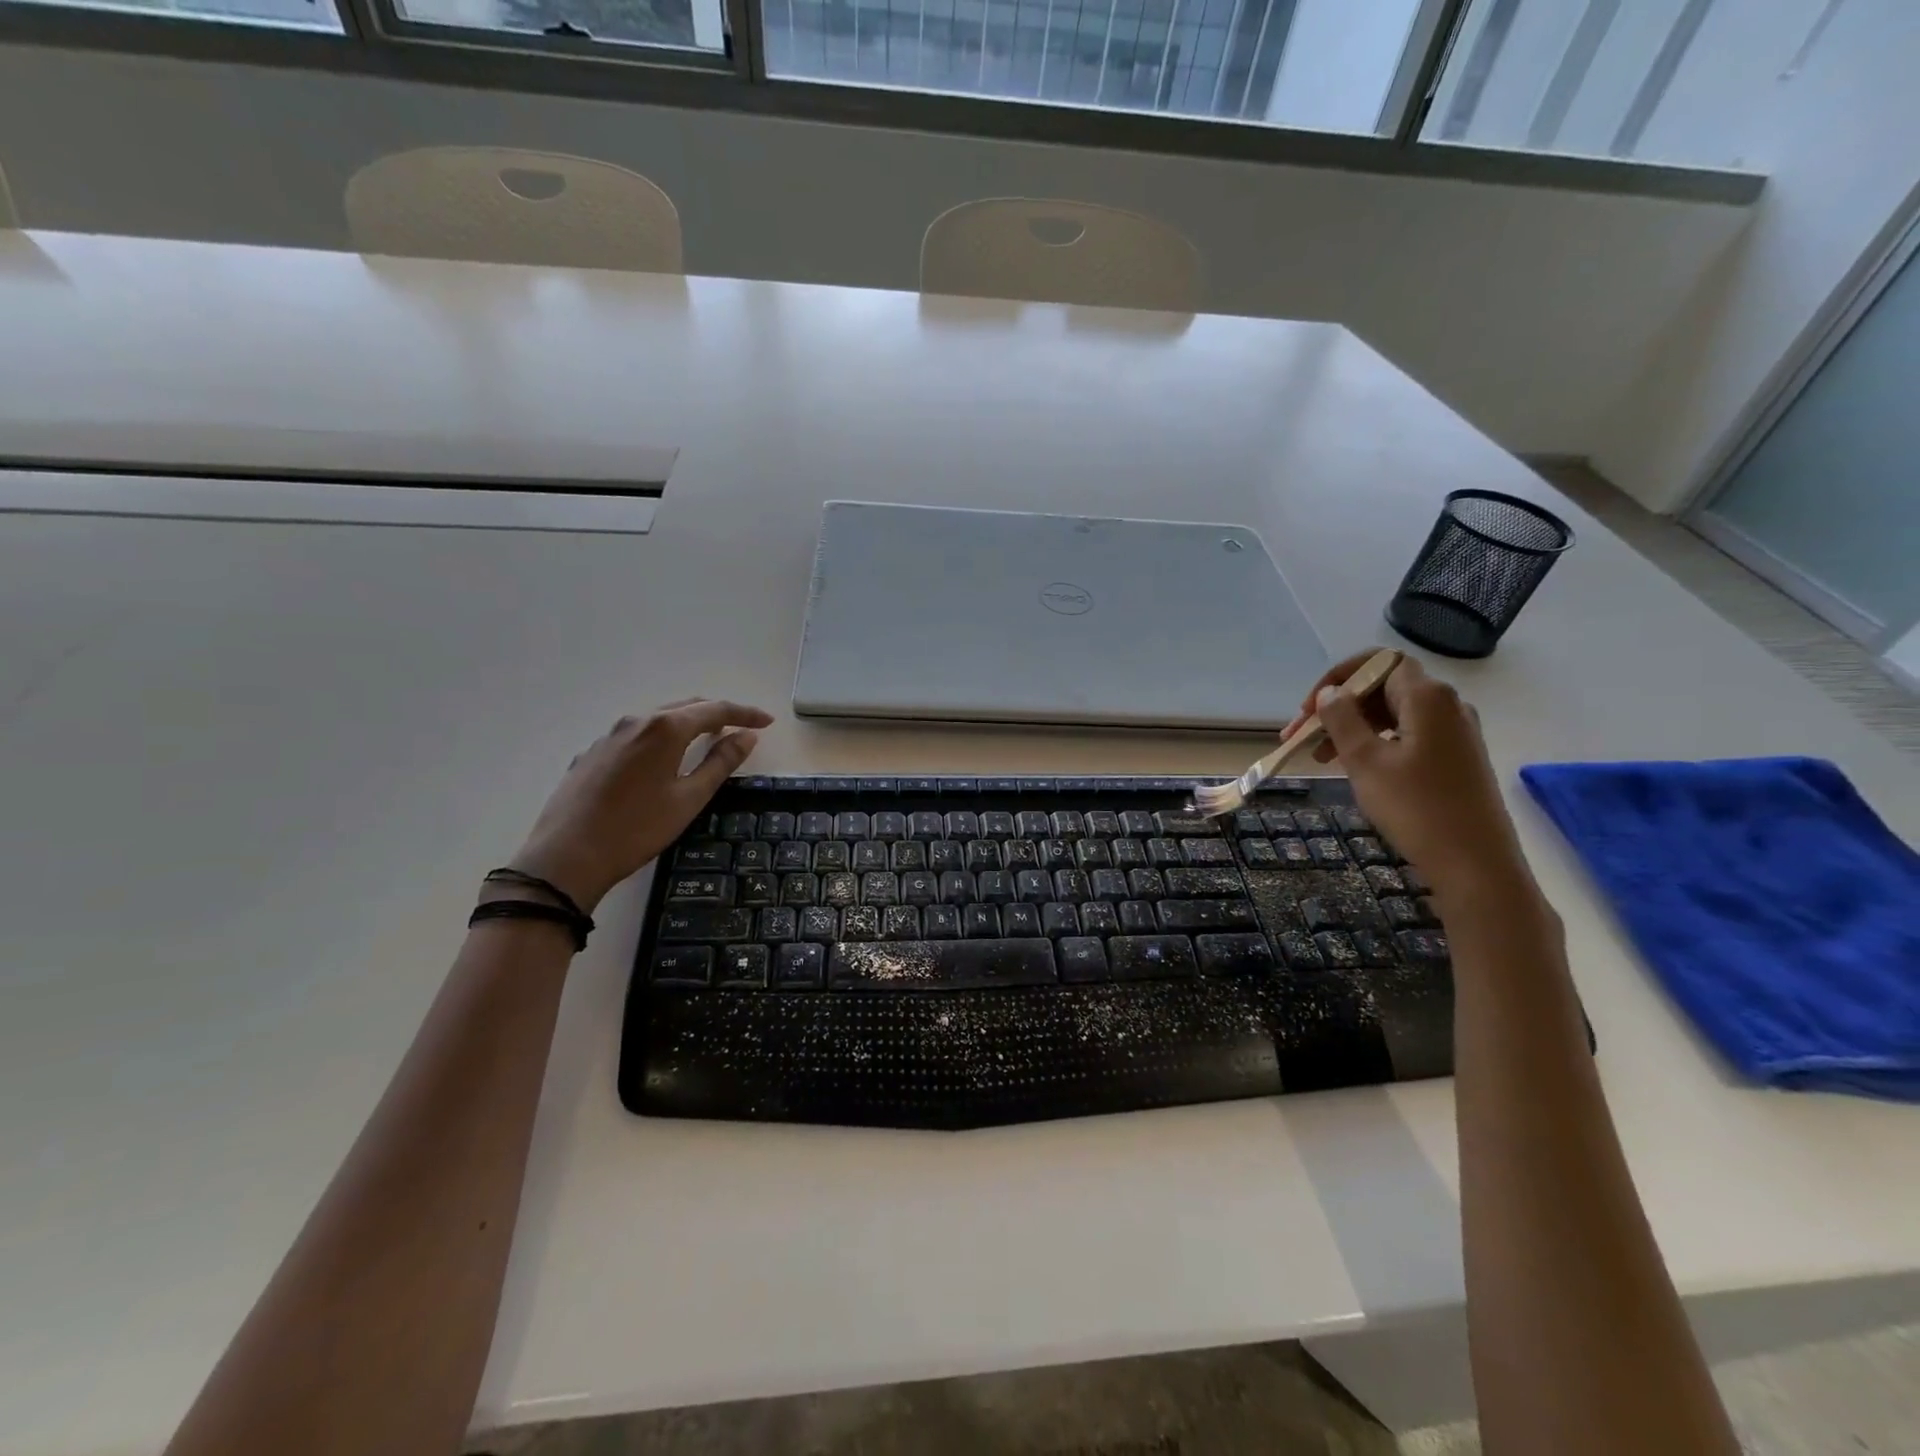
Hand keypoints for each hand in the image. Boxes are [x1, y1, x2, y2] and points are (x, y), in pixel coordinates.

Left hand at [508, 698, 773, 911]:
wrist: (566, 857)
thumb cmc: (637, 829)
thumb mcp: (689, 798)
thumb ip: (721, 763)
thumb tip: (747, 736)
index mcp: (664, 728)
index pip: (715, 710)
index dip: (744, 714)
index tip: (767, 722)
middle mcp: (636, 721)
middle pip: (686, 707)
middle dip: (717, 713)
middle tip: (741, 729)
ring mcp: (609, 735)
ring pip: (659, 719)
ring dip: (688, 723)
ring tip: (708, 740)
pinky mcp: (593, 753)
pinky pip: (637, 735)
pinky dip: (661, 738)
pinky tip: (664, 760)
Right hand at [1289, 652, 1529, 900]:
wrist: (1476, 865)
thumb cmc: (1416, 808)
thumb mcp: (1366, 761)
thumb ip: (1342, 720)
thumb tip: (1330, 693)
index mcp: (1427, 697)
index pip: (1378, 662)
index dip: (1338, 677)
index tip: (1309, 708)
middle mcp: (1447, 706)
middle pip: (1383, 687)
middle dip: (1338, 706)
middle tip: (1301, 737)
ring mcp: (1455, 733)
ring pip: (1392, 714)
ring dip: (1352, 728)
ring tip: (1319, 758)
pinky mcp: (1456, 758)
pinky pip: (1407, 735)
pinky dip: (1375, 743)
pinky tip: (1354, 768)